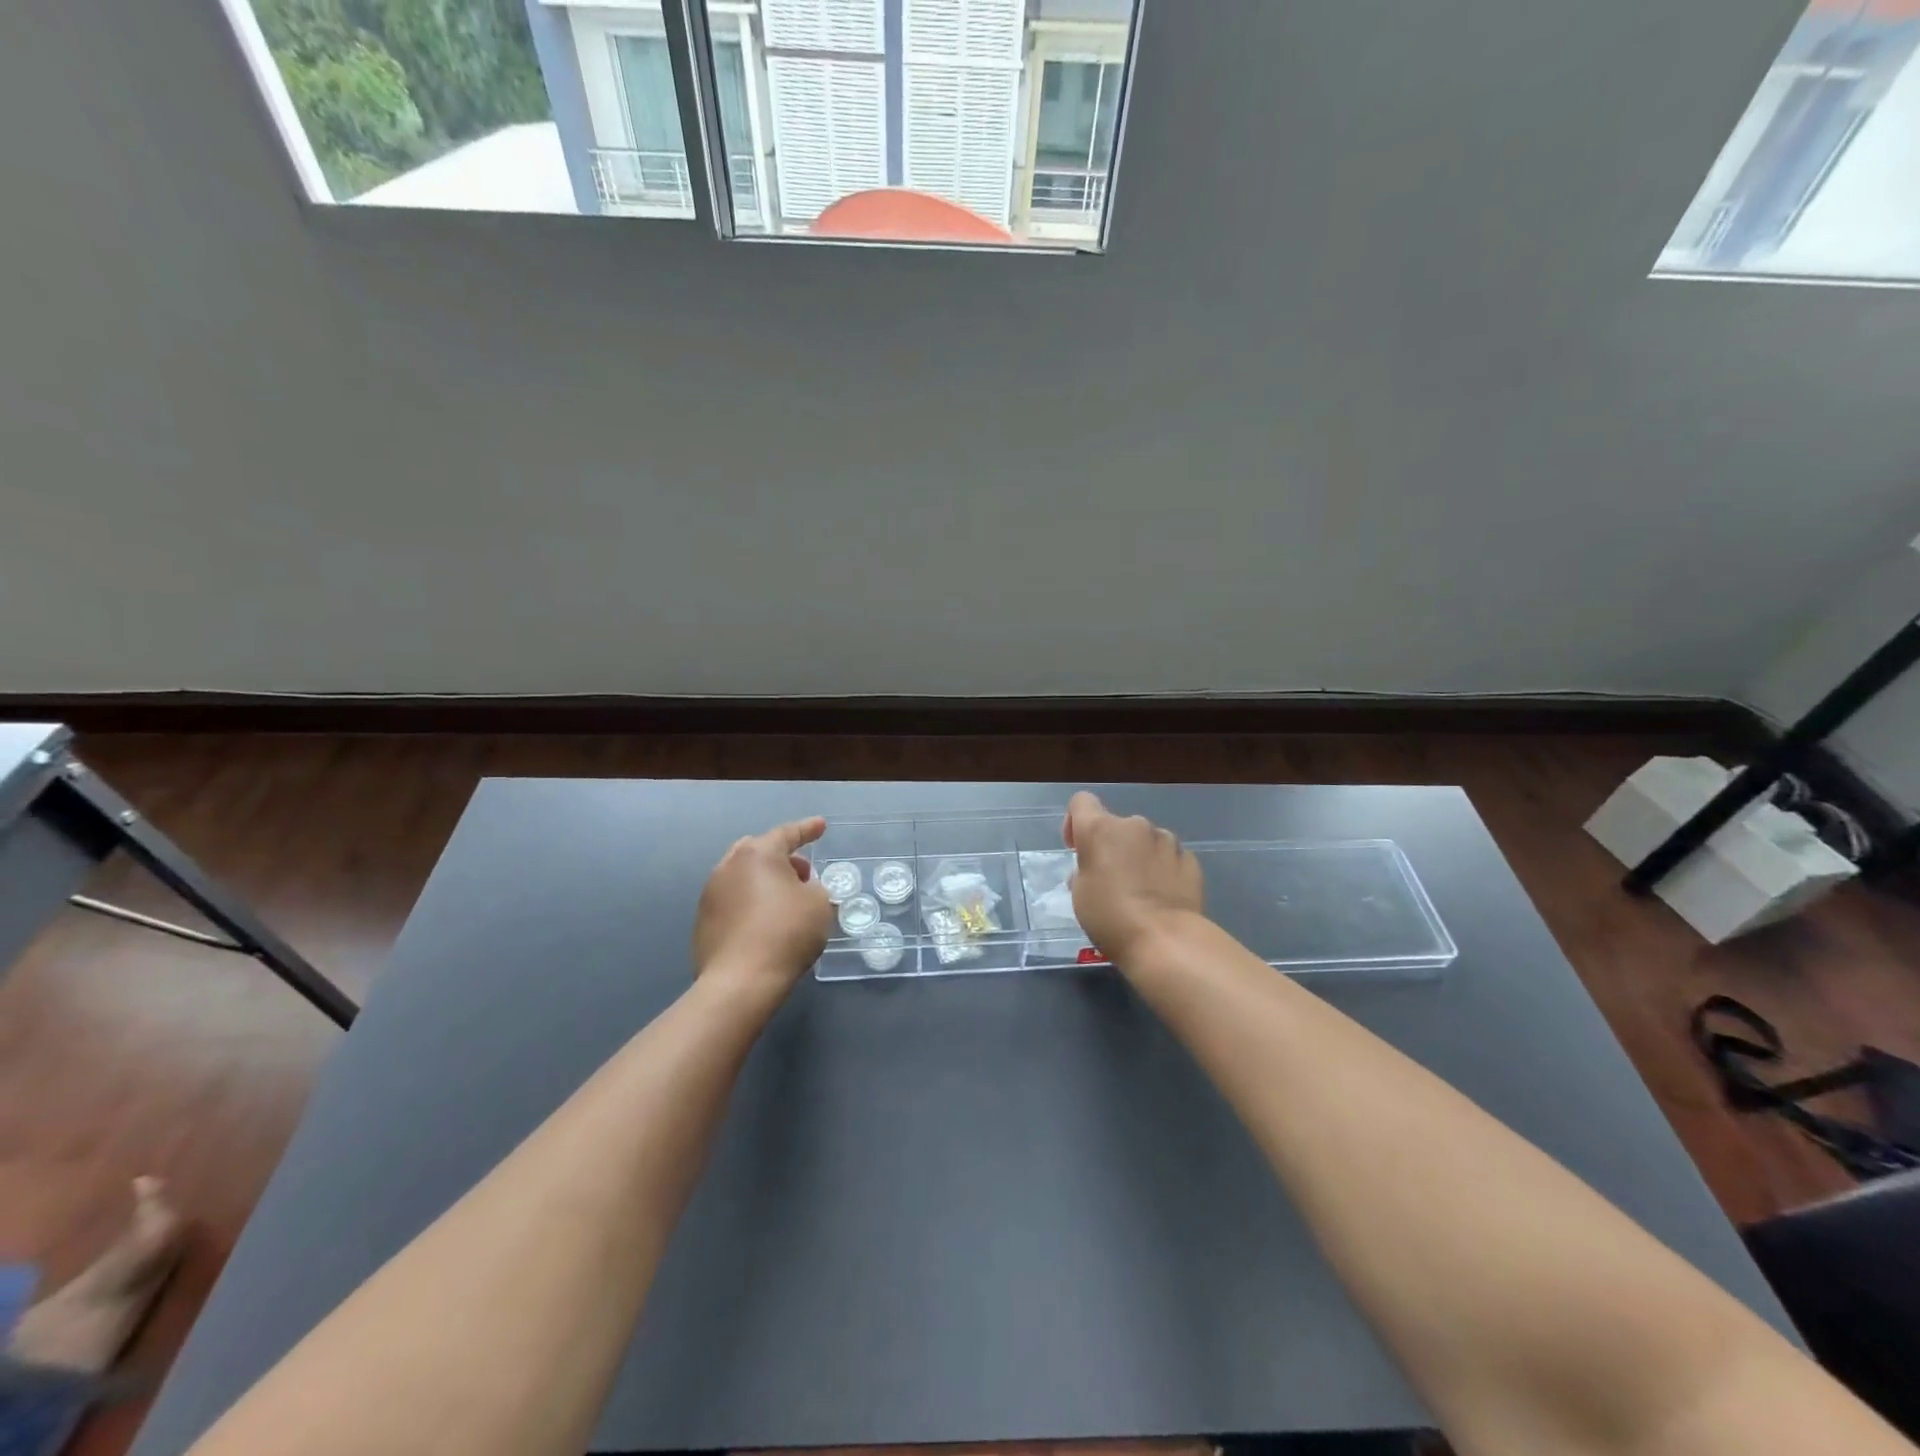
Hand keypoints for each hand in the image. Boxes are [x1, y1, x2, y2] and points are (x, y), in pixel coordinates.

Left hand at [693, 817, 834, 999]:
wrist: (740, 981)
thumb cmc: (787, 933)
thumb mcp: (819, 904)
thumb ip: (813, 887)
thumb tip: (800, 890)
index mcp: (758, 854)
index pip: (787, 834)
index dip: (807, 829)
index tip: (820, 826)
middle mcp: (729, 866)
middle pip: (758, 851)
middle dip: (781, 857)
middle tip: (802, 872)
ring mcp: (710, 894)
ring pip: (741, 876)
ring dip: (763, 881)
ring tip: (783, 900)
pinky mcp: (702, 922)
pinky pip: (732, 901)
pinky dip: (749, 903)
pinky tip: (763, 924)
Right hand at [1063, 792, 1204, 964]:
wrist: (1167, 941)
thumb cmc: (1111, 917)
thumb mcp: (1080, 895)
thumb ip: (1084, 871)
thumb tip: (1095, 870)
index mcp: (1100, 829)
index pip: (1081, 802)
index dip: (1075, 822)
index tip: (1077, 849)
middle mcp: (1134, 825)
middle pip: (1116, 825)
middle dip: (1112, 846)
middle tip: (1110, 881)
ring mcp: (1166, 840)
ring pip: (1145, 840)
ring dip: (1139, 856)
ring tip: (1141, 891)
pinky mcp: (1190, 859)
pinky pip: (1168, 857)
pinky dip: (1162, 869)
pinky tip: (1163, 897)